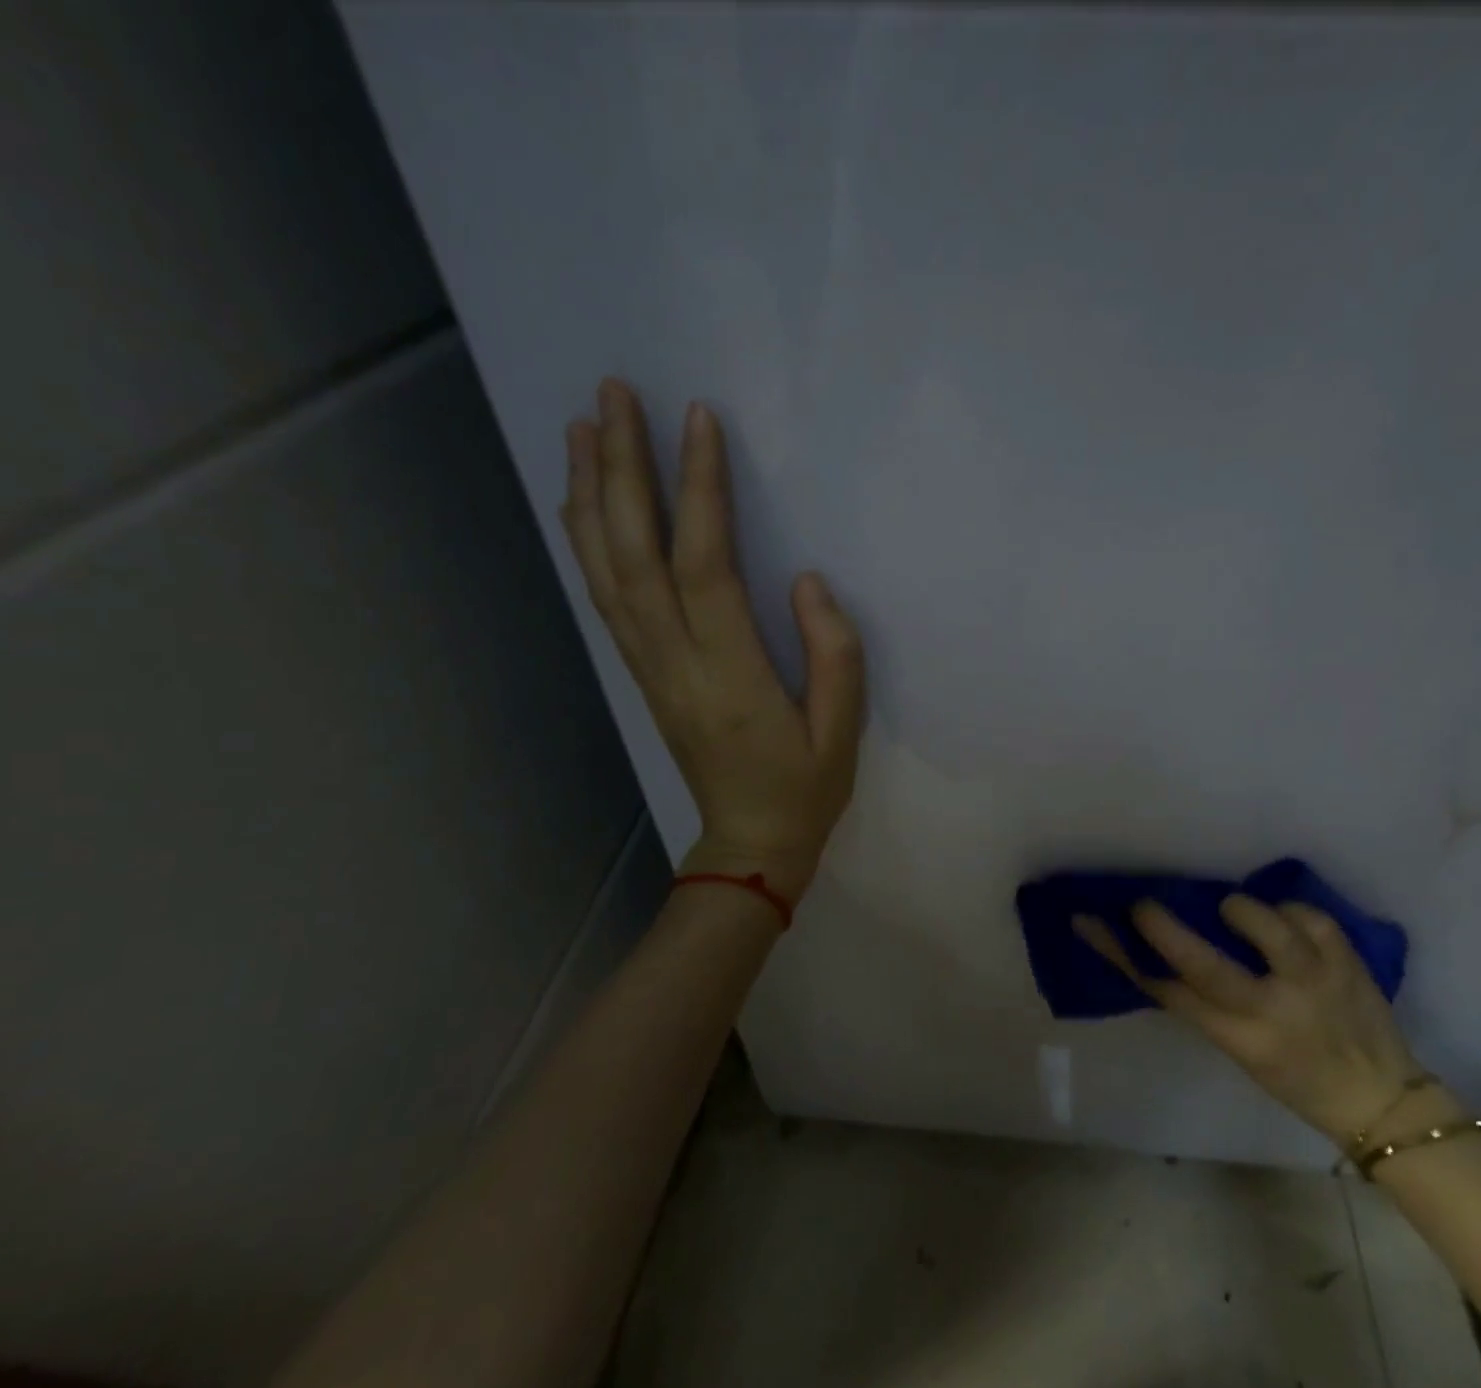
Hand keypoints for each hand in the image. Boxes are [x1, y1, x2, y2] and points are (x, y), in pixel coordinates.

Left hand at [560, 379, 864, 901]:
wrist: (749, 843)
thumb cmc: (805, 788)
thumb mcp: (843, 731)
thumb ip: (834, 654)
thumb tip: (807, 581)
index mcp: (730, 675)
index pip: (705, 566)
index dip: (699, 490)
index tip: (699, 420)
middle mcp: (675, 662)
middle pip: (634, 554)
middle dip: (622, 469)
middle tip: (614, 395)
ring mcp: (650, 668)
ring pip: (606, 571)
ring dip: (591, 496)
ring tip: (582, 427)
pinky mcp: (644, 674)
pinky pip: (605, 599)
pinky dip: (587, 544)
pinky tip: (583, 504)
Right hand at [1074, 897, 1426, 1143]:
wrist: (1383, 1100)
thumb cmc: (1297, 1079)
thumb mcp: (1242, 1052)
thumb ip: (1206, 1004)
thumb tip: (1163, 950)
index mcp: (1241, 1040)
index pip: (1168, 993)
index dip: (1123, 955)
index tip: (1093, 923)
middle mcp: (1274, 1011)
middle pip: (1205, 964)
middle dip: (1165, 929)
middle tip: (1141, 904)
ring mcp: (1315, 980)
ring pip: (1265, 924)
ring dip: (1240, 909)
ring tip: (1235, 912)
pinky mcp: (1347, 959)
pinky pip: (1305, 914)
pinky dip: (1287, 910)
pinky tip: (1285, 921)